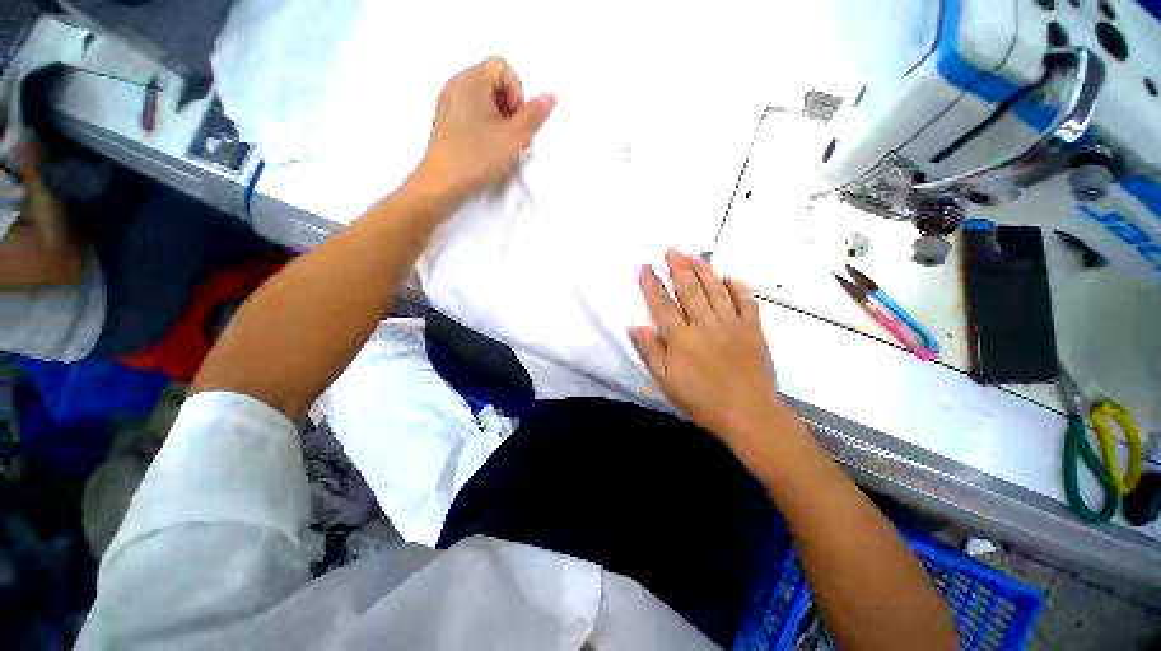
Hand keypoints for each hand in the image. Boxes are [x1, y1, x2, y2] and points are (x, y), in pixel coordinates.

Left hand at [412, 57, 554, 204]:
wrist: (442, 184)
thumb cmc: (479, 157)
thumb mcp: (514, 138)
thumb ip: (534, 115)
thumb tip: (550, 95)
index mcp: (471, 80)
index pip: (503, 68)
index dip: (518, 94)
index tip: (518, 123)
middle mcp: (456, 84)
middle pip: (493, 83)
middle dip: (510, 108)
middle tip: (515, 138)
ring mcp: (448, 103)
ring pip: (483, 100)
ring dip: (500, 120)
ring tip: (503, 147)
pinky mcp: (445, 121)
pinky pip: (472, 112)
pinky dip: (485, 125)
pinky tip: (488, 149)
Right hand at [631, 250, 792, 443]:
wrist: (749, 414)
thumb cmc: (702, 400)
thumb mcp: (666, 382)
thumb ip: (651, 352)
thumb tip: (635, 325)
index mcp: (681, 338)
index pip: (662, 305)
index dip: (651, 285)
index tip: (645, 267)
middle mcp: (705, 324)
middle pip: (689, 289)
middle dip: (678, 267)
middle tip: (671, 249)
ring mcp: (731, 324)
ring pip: (715, 289)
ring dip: (704, 270)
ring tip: (694, 255)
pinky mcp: (753, 328)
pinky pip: (746, 300)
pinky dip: (738, 286)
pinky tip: (730, 276)